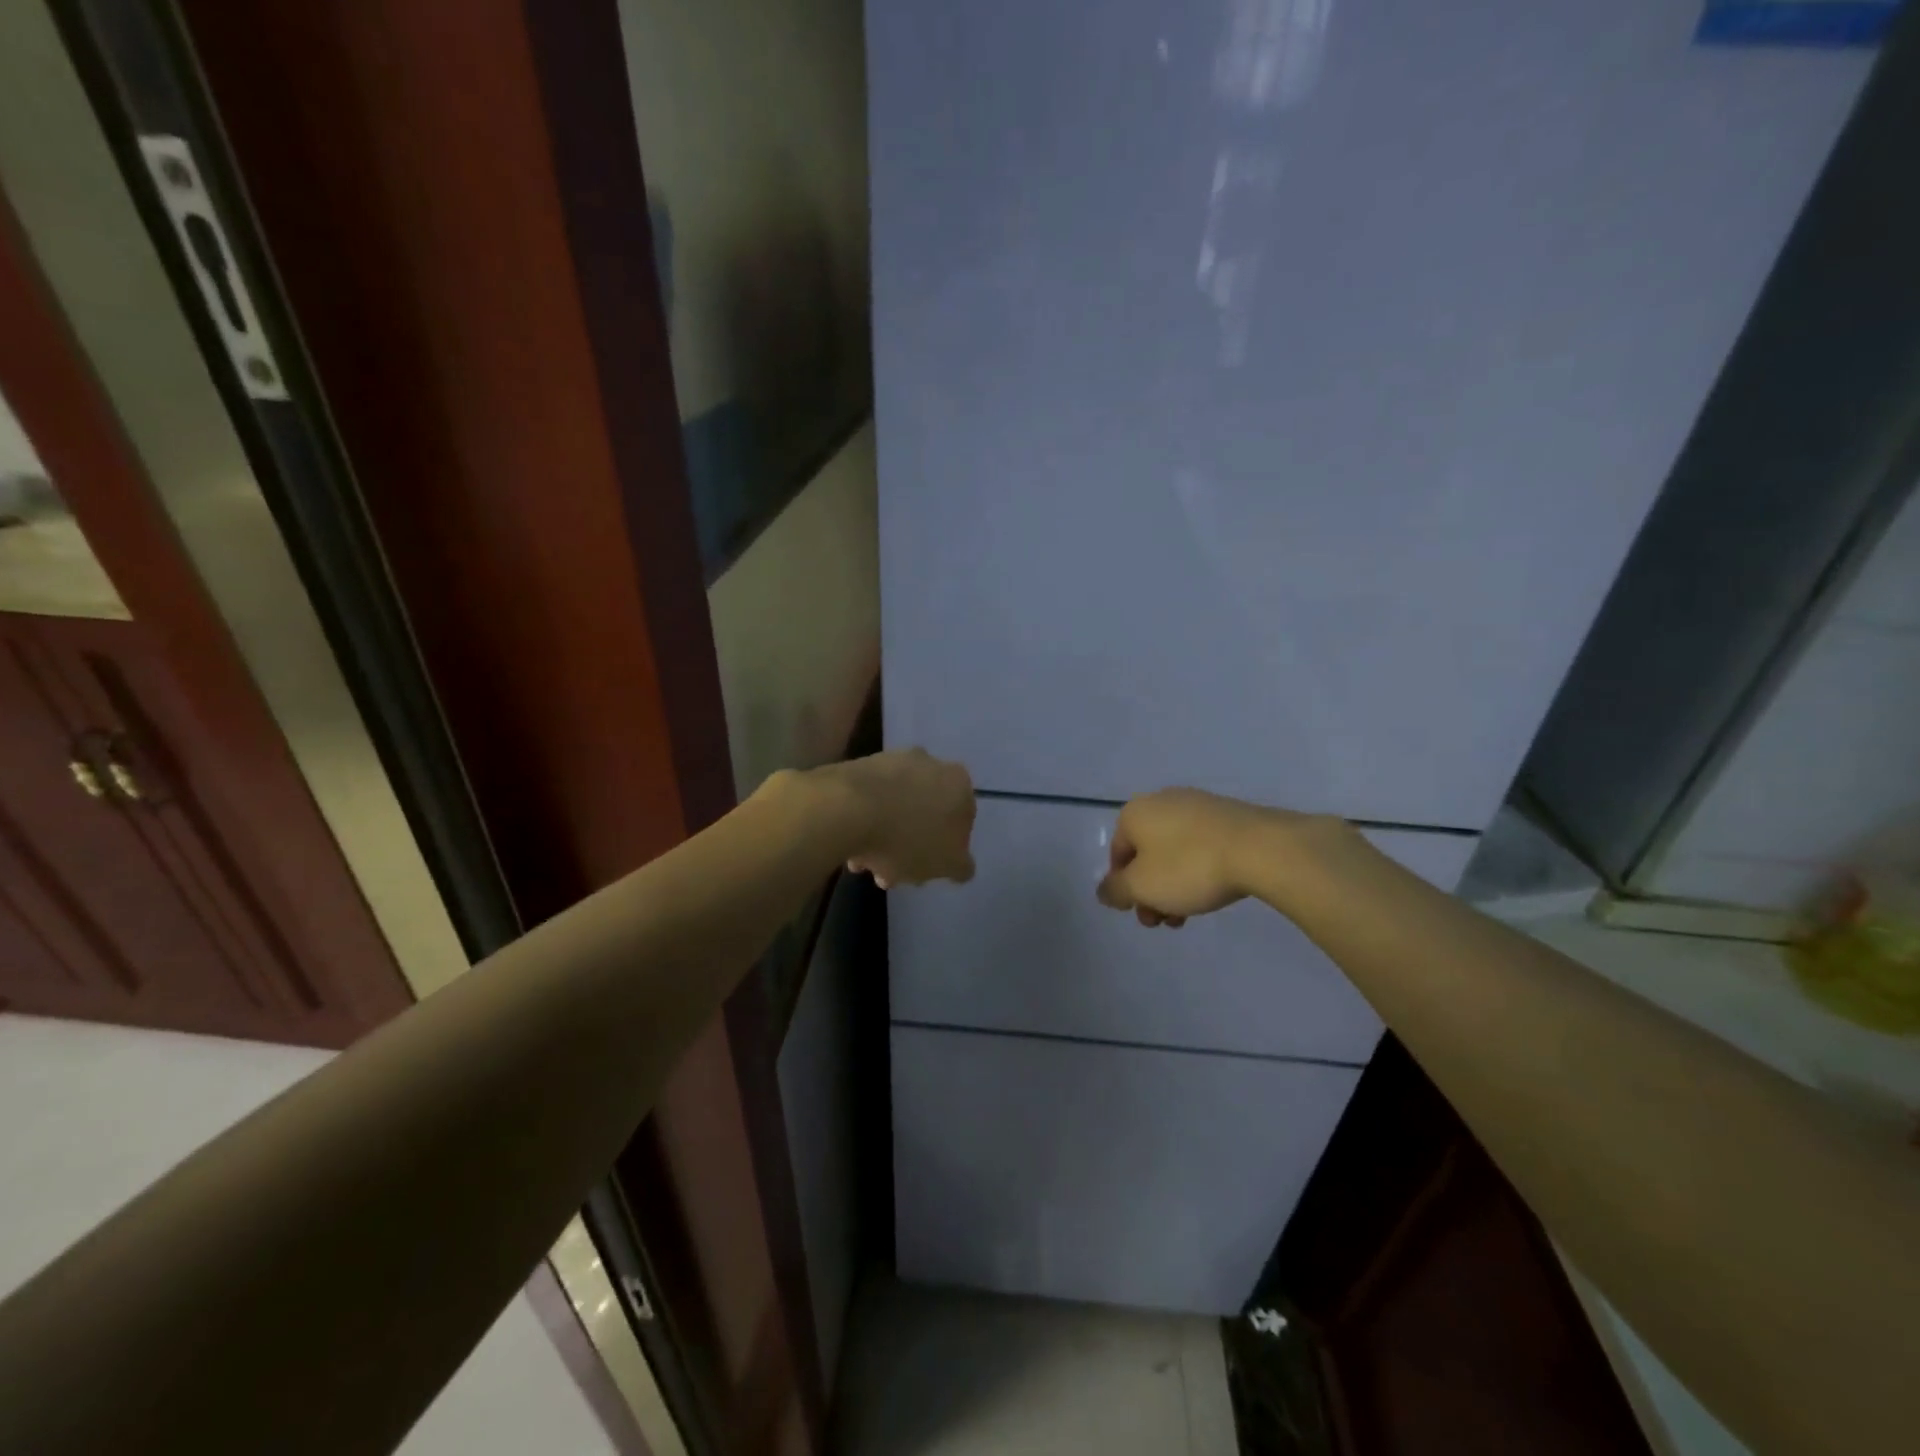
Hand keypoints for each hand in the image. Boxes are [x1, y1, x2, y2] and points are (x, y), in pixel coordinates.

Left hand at [830, 749, 976, 888]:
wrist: (845, 808)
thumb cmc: (907, 838)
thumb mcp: (946, 864)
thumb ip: (961, 866)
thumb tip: (962, 865)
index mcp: (958, 782)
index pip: (962, 821)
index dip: (945, 850)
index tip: (925, 871)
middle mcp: (929, 763)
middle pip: (924, 814)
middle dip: (910, 846)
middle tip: (892, 874)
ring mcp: (891, 761)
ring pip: (895, 808)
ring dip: (883, 838)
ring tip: (864, 867)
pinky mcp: (858, 766)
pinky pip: (868, 801)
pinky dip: (863, 824)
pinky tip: (850, 851)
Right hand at [1095, 788, 1295, 927]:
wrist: (1260, 848)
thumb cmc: (1189, 867)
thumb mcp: (1142, 887)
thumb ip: (1115, 890)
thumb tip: (1104, 891)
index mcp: (1134, 812)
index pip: (1117, 854)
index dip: (1124, 888)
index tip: (1141, 913)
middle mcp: (1161, 801)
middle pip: (1146, 854)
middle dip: (1151, 891)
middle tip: (1164, 921)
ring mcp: (1197, 805)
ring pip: (1174, 852)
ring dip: (1174, 885)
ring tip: (1190, 914)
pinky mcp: (1227, 814)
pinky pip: (1201, 845)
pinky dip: (1199, 869)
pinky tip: (1213, 890)